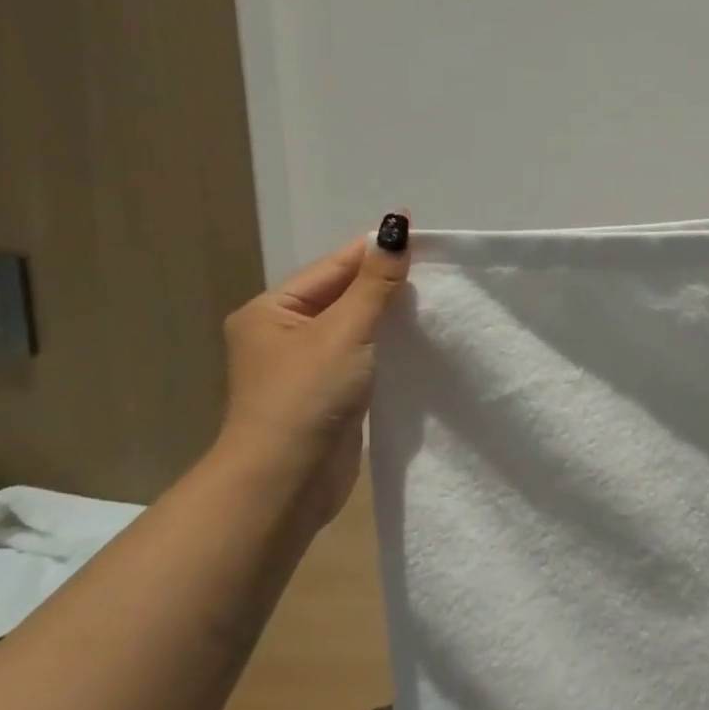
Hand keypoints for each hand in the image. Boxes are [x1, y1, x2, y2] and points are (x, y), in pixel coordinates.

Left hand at [215, 214, 410, 529]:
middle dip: (385, 284)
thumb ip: (375, 283)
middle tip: (436, 269)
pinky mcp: (327, 394)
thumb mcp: (345, 331)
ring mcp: (304, 367)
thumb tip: (395, 227)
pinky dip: (386, 347)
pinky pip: (361, 357)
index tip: (419, 232)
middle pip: (343, 295)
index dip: (374, 250)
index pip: (333, 267)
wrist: (287, 482)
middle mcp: (282, 334)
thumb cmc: (307, 397)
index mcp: (271, 310)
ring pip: (355, 328)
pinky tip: (417, 342)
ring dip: (389, 317)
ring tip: (434, 301)